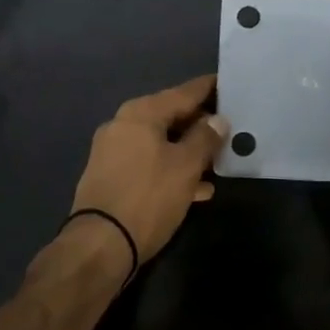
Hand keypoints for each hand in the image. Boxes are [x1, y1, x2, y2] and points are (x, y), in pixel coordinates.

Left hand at [68, 74, 226, 267]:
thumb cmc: (148, 197)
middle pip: (170, 116)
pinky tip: (196, 189)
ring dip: (188, 151)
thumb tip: (217, 119)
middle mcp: (123, 125)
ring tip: (218, 162)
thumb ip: (205, 138)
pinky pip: (149, 163)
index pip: (183, 93)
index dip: (208, 89)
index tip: (229, 84)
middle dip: (200, 124)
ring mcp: (113, 152)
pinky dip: (171, 169)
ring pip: (160, 143)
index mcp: (141, 113)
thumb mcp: (186, 166)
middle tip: (229, 128)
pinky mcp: (111, 177)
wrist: (100, 245)